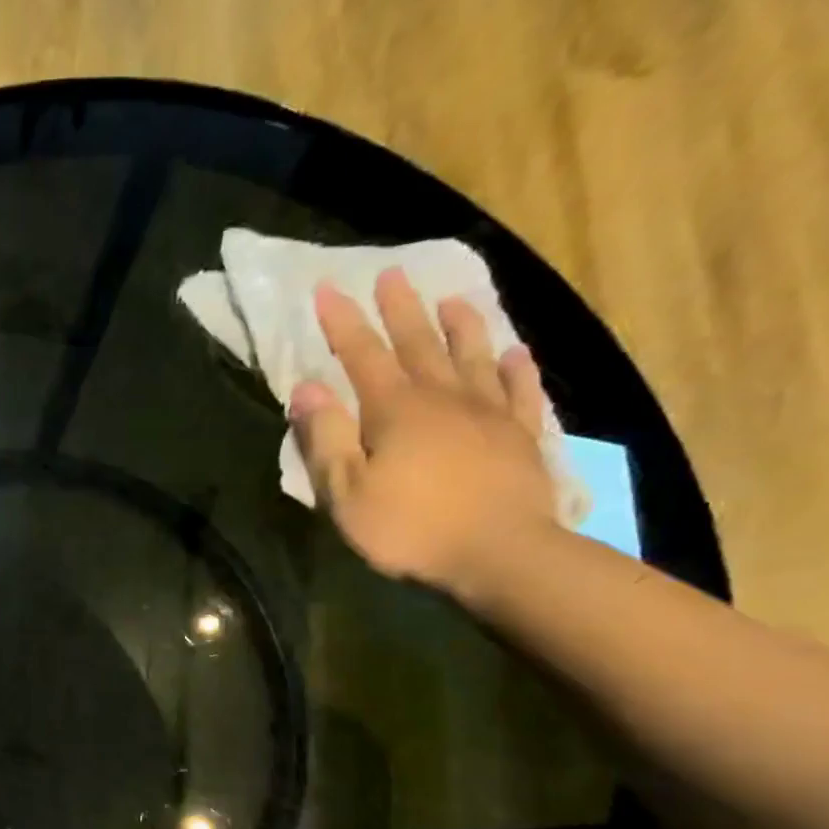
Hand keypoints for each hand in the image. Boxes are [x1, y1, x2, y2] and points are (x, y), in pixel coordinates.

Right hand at [287, 267, 557, 594]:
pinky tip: (515, 354)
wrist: (499, 555)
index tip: (328, 288)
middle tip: (393, 273)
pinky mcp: (521, 437)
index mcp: (394, 410)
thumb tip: (307, 389)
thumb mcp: (346, 492)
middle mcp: (443, 398)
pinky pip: (520, 392)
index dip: (343, 322)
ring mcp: (489, 414)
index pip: (362, 355)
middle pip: (419, 343)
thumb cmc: (410, 528)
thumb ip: (326, 438)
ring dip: (461, 326)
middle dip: (401, 308)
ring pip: (473, 356)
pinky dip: (516, 370)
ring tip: (454, 299)